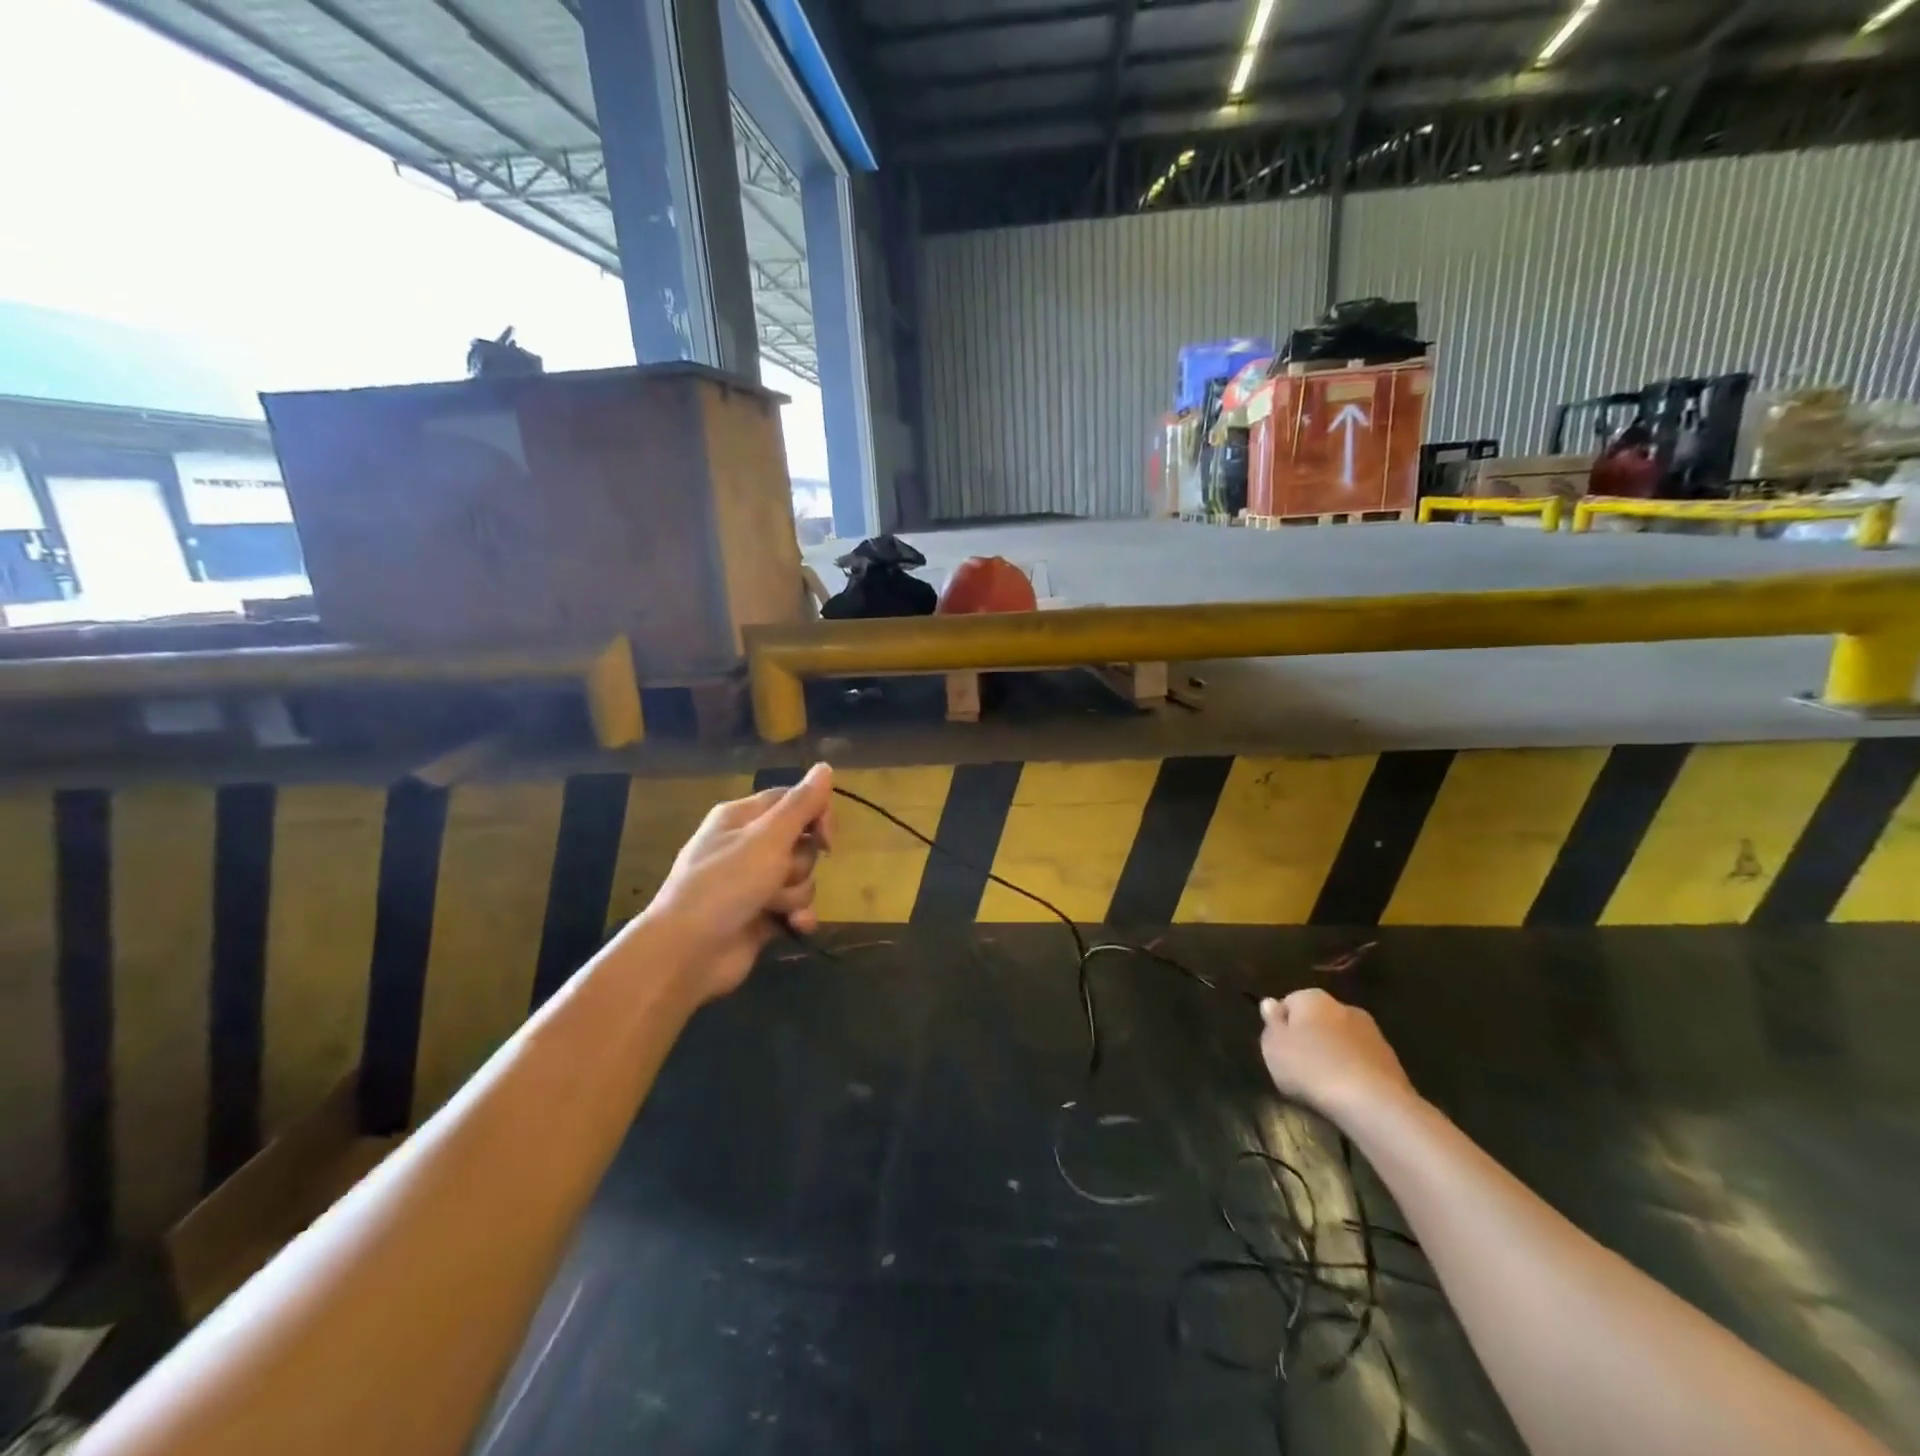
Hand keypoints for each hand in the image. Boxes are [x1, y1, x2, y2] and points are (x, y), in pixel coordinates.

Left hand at [642, 764, 835, 1001]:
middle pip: (800, 842)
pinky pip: (795, 907)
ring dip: (794, 894)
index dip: (816, 814)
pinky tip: (793, 925)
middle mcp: (747, 846)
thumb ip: (801, 804)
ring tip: (773, 907)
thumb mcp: (767, 838)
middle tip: (780, 875)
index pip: (792, 800)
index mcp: (742, 818)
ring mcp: (753, 882)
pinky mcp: (760, 915)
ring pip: (800, 877)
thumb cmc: (725, 884)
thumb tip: (825, 767)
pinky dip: (797, 916)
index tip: (828, 837)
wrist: (686, 952)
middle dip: (800, 863)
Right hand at [1258, 989, 1414, 1122]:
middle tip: (1298, 1067)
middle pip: (1317, 1020)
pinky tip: (1347, 1092)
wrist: (1373, 1103)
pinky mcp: (1390, 1059)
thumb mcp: (1273, 1047)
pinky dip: (1352, 1071)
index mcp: (1312, 998)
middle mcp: (1343, 1006)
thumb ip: (1270, 1023)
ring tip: (1324, 1084)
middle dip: (1309, 1038)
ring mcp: (1371, 1032)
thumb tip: (1270, 1003)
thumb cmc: (1311, 1068)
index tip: (1278, 1050)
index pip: (1289, 1003)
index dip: (1281, 1026)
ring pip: (1341, 1040)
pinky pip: (1360, 1060)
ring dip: (1333, 1055)